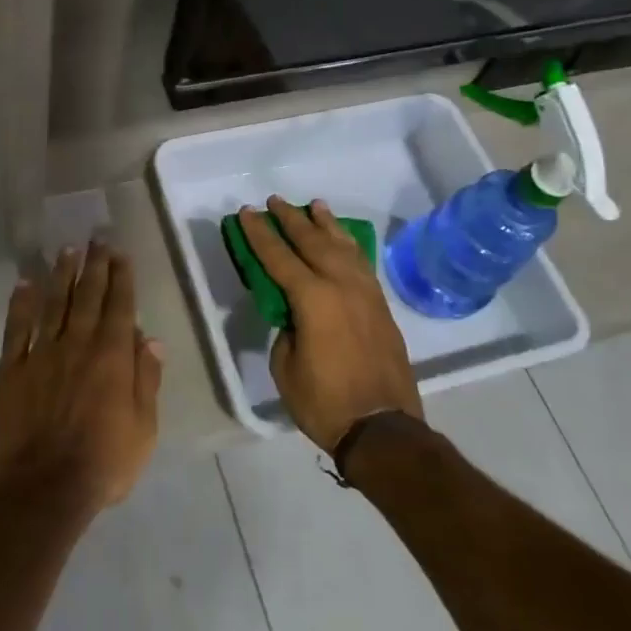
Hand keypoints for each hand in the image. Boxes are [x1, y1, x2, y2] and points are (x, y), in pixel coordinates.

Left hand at [0, 242, 162, 511]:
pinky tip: (24, 284)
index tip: (120, 253)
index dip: (121, 277)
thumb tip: (150, 338)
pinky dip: (21, 304)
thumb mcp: (144, 427)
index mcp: (113, 356)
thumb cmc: (104, 462)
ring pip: (54, 304)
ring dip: (61, 275)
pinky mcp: (13, 369)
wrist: (45, 488)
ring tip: (67, 251)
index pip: (120, 305)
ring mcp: (42, 353)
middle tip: (96, 239)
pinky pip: (17, 329)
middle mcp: (78, 344)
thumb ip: (147, 378)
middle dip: (94, 265)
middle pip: (88, 296)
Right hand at [238, 197, 422, 453]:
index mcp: (313, 298)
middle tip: (275, 201)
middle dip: (291, 219)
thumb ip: (286, 329)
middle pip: (312, 242)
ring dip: (325, 225)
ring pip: (343, 247)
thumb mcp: (286, 367)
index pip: (279, 256)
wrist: (383, 429)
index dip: (260, 234)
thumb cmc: (325, 402)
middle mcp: (341, 285)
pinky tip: (343, 241)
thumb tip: (295, 315)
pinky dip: (349, 246)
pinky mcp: (380, 306)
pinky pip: (361, 264)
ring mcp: (366, 294)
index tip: (247, 212)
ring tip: (315, 206)